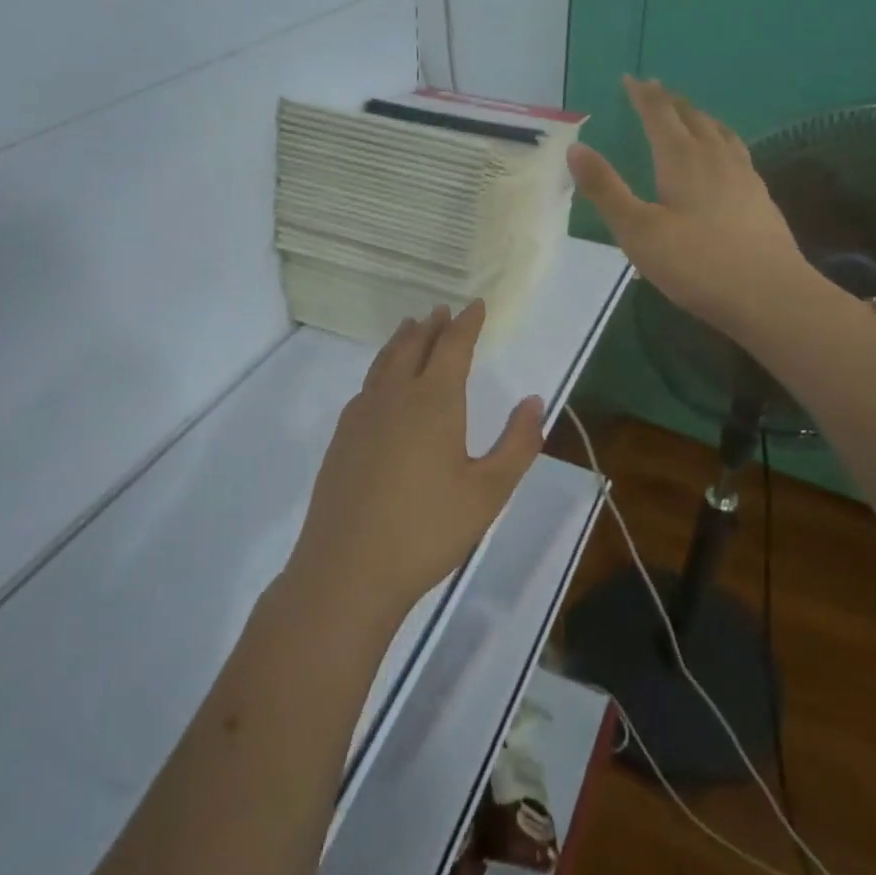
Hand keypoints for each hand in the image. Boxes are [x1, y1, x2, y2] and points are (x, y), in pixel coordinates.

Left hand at [287, 301, 544, 625]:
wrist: (348, 568)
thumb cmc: (428, 530)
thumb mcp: (488, 492)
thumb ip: (517, 444)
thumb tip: (534, 401)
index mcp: (434, 401)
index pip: (453, 346)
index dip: (467, 324)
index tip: (476, 305)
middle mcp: (395, 396)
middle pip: (413, 346)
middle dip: (432, 326)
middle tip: (442, 310)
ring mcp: (362, 416)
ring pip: (384, 362)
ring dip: (402, 341)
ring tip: (411, 328)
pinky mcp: (341, 438)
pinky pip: (367, 386)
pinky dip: (381, 369)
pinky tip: (382, 384)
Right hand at [569, 75, 814, 340]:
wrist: (770, 295)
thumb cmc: (696, 264)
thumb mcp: (637, 231)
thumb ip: (606, 189)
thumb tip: (576, 148)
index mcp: (682, 159)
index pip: (659, 114)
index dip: (643, 95)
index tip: (630, 79)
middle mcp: (715, 157)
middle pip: (691, 116)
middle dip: (669, 101)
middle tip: (654, 91)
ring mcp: (743, 175)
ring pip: (719, 131)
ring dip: (698, 116)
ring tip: (689, 114)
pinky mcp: (760, 196)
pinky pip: (736, 151)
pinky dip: (720, 139)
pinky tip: (723, 157)